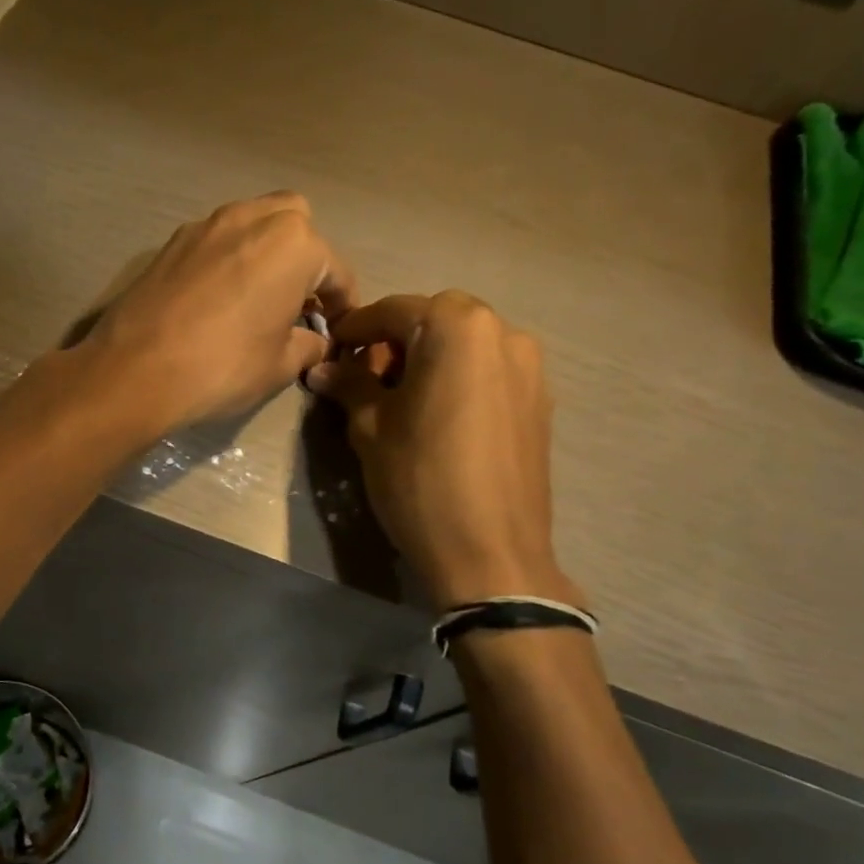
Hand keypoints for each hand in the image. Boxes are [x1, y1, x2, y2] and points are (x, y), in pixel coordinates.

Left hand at [79, 192, 355, 433]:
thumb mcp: (280, 365)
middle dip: (305, 258)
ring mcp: (207, 225)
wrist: (135, 370)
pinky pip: (216, 240)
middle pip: (296, 224)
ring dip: (265, 252)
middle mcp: (252, 218)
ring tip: (259, 297)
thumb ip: (308, 345)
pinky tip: (219, 298)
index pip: (336, 270)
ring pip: (252, 223)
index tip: (340, 328)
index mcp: (294, 244)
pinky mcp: (171, 242)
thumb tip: (316, 341)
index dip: (344, 303)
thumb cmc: (223, 367)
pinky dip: (229, 259)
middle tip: (298, 301)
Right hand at [307, 292, 582, 610]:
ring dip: (429, 357)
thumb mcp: (371, 429)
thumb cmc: (420, 481)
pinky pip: (489, 371)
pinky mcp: (540, 401)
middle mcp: (503, 333)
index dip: (357, 328)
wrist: (491, 553)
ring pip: (466, 344)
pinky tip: (436, 416)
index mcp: (458, 328)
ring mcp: (530, 367)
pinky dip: (458, 378)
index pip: (395, 310)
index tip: (331, 348)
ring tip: (400, 398)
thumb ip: (349, 385)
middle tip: (366, 377)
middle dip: (396, 340)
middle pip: (436, 319)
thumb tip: (323, 368)